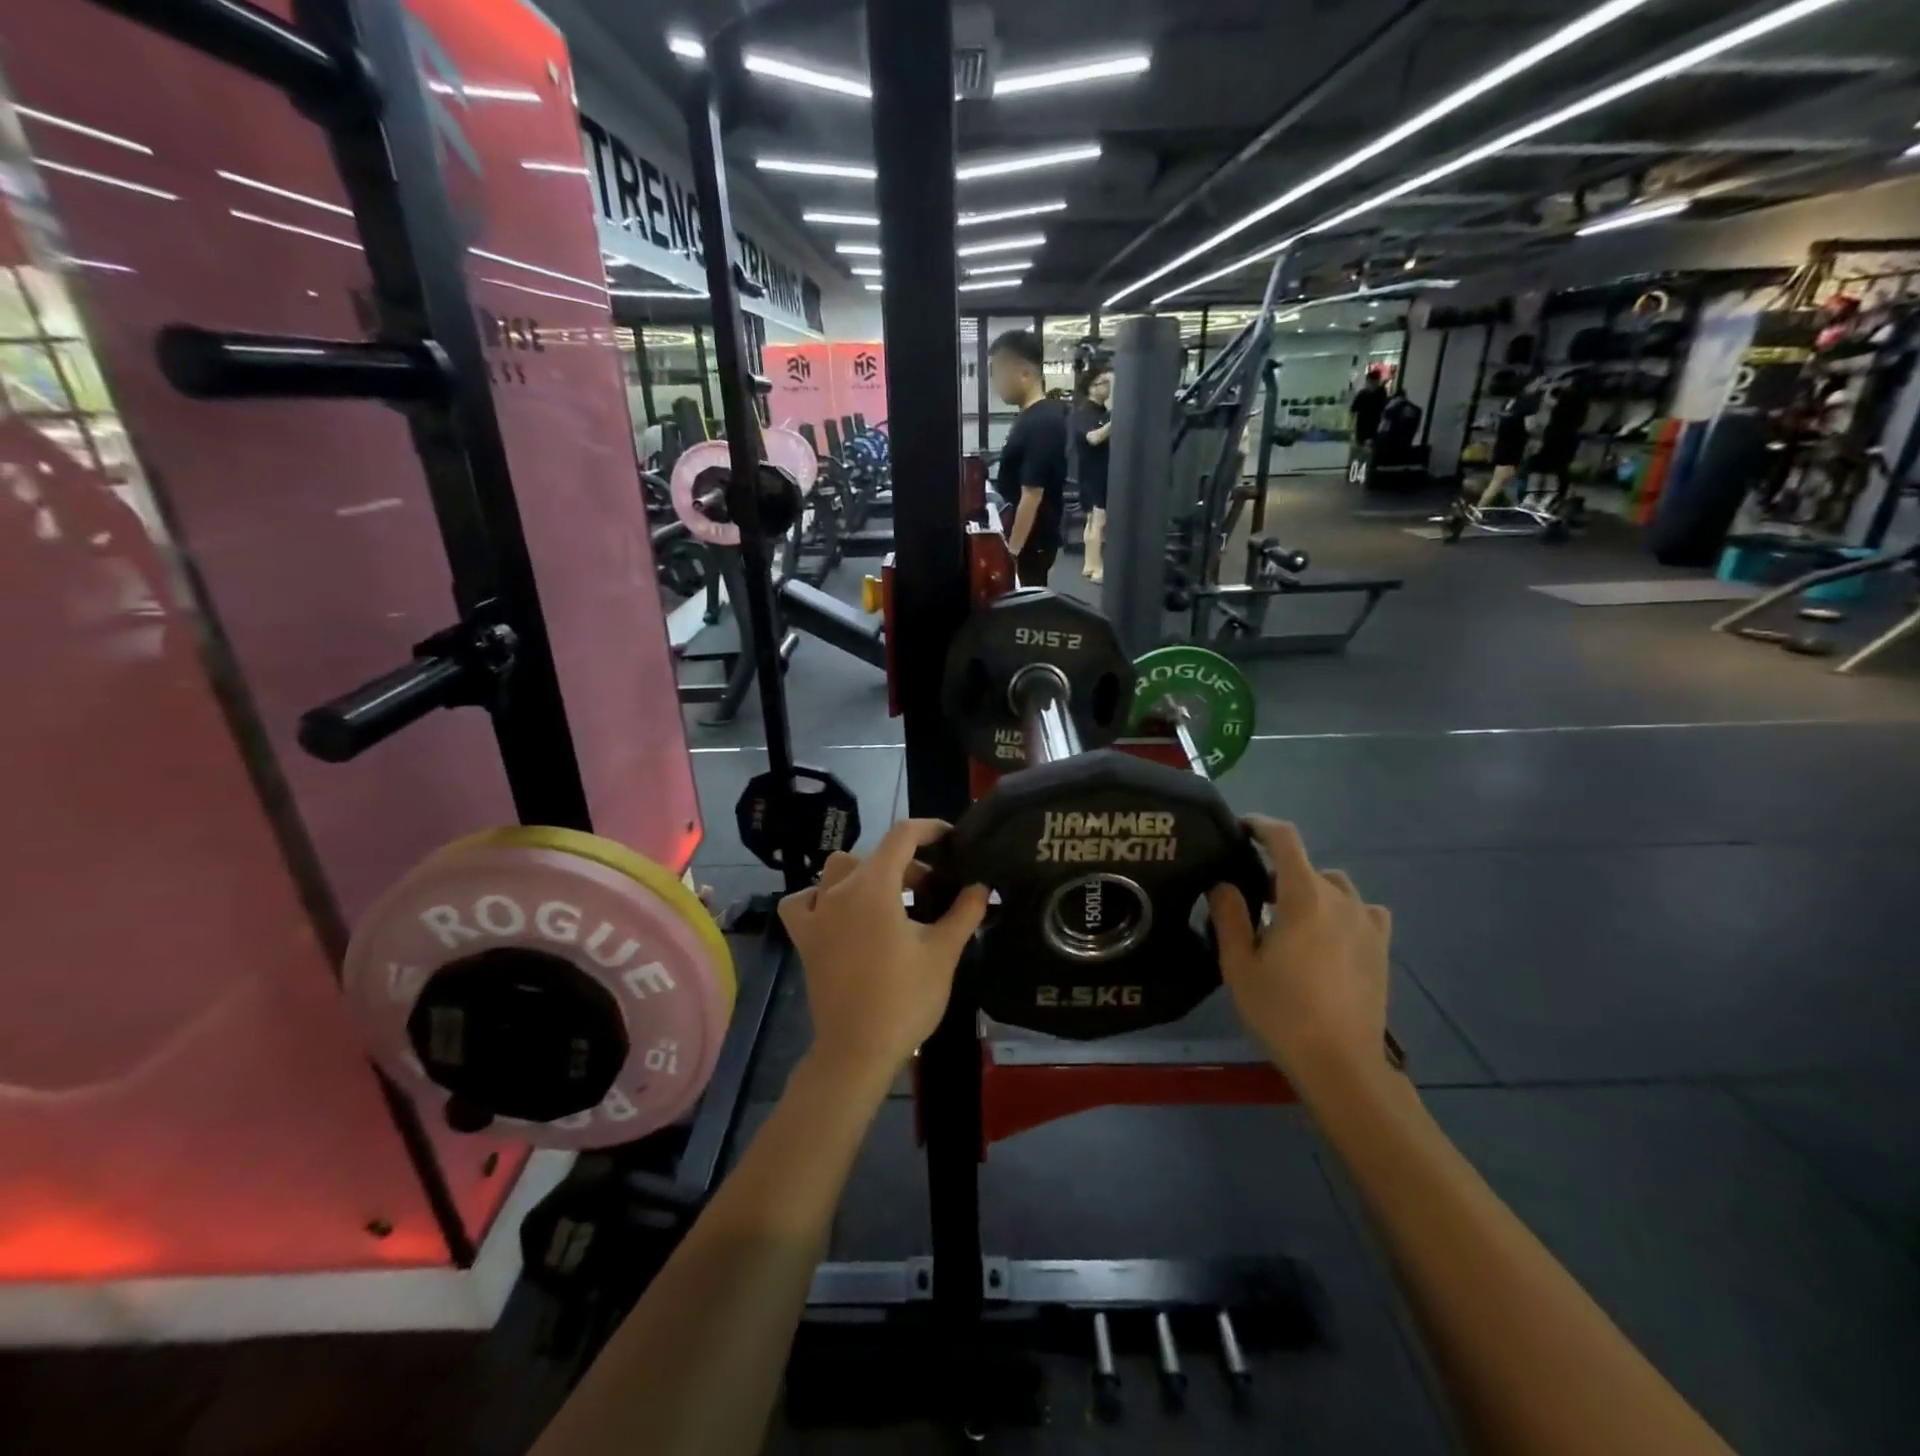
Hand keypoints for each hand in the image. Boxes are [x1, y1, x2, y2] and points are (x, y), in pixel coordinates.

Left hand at [777, 820, 989, 1079]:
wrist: (857, 1050)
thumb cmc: (904, 998)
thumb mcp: (943, 952)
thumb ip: (965, 912)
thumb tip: (981, 886)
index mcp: (874, 886)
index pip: (901, 836)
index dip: (928, 829)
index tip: (951, 838)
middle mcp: (839, 890)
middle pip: (875, 856)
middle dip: (907, 863)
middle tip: (932, 890)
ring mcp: (816, 913)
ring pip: (838, 870)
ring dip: (866, 874)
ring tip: (890, 898)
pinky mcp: (804, 938)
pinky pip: (803, 901)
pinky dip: (819, 897)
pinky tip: (837, 912)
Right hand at [1208, 817, 1392, 1088]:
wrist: (1340, 1064)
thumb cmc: (1281, 1012)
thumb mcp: (1238, 965)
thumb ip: (1229, 915)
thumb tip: (1225, 884)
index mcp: (1303, 897)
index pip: (1285, 840)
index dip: (1261, 826)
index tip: (1241, 828)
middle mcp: (1341, 900)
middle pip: (1308, 866)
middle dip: (1279, 870)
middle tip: (1253, 894)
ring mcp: (1367, 924)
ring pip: (1336, 887)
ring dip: (1311, 890)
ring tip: (1291, 917)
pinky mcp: (1381, 948)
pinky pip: (1364, 911)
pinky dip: (1343, 911)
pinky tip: (1329, 934)